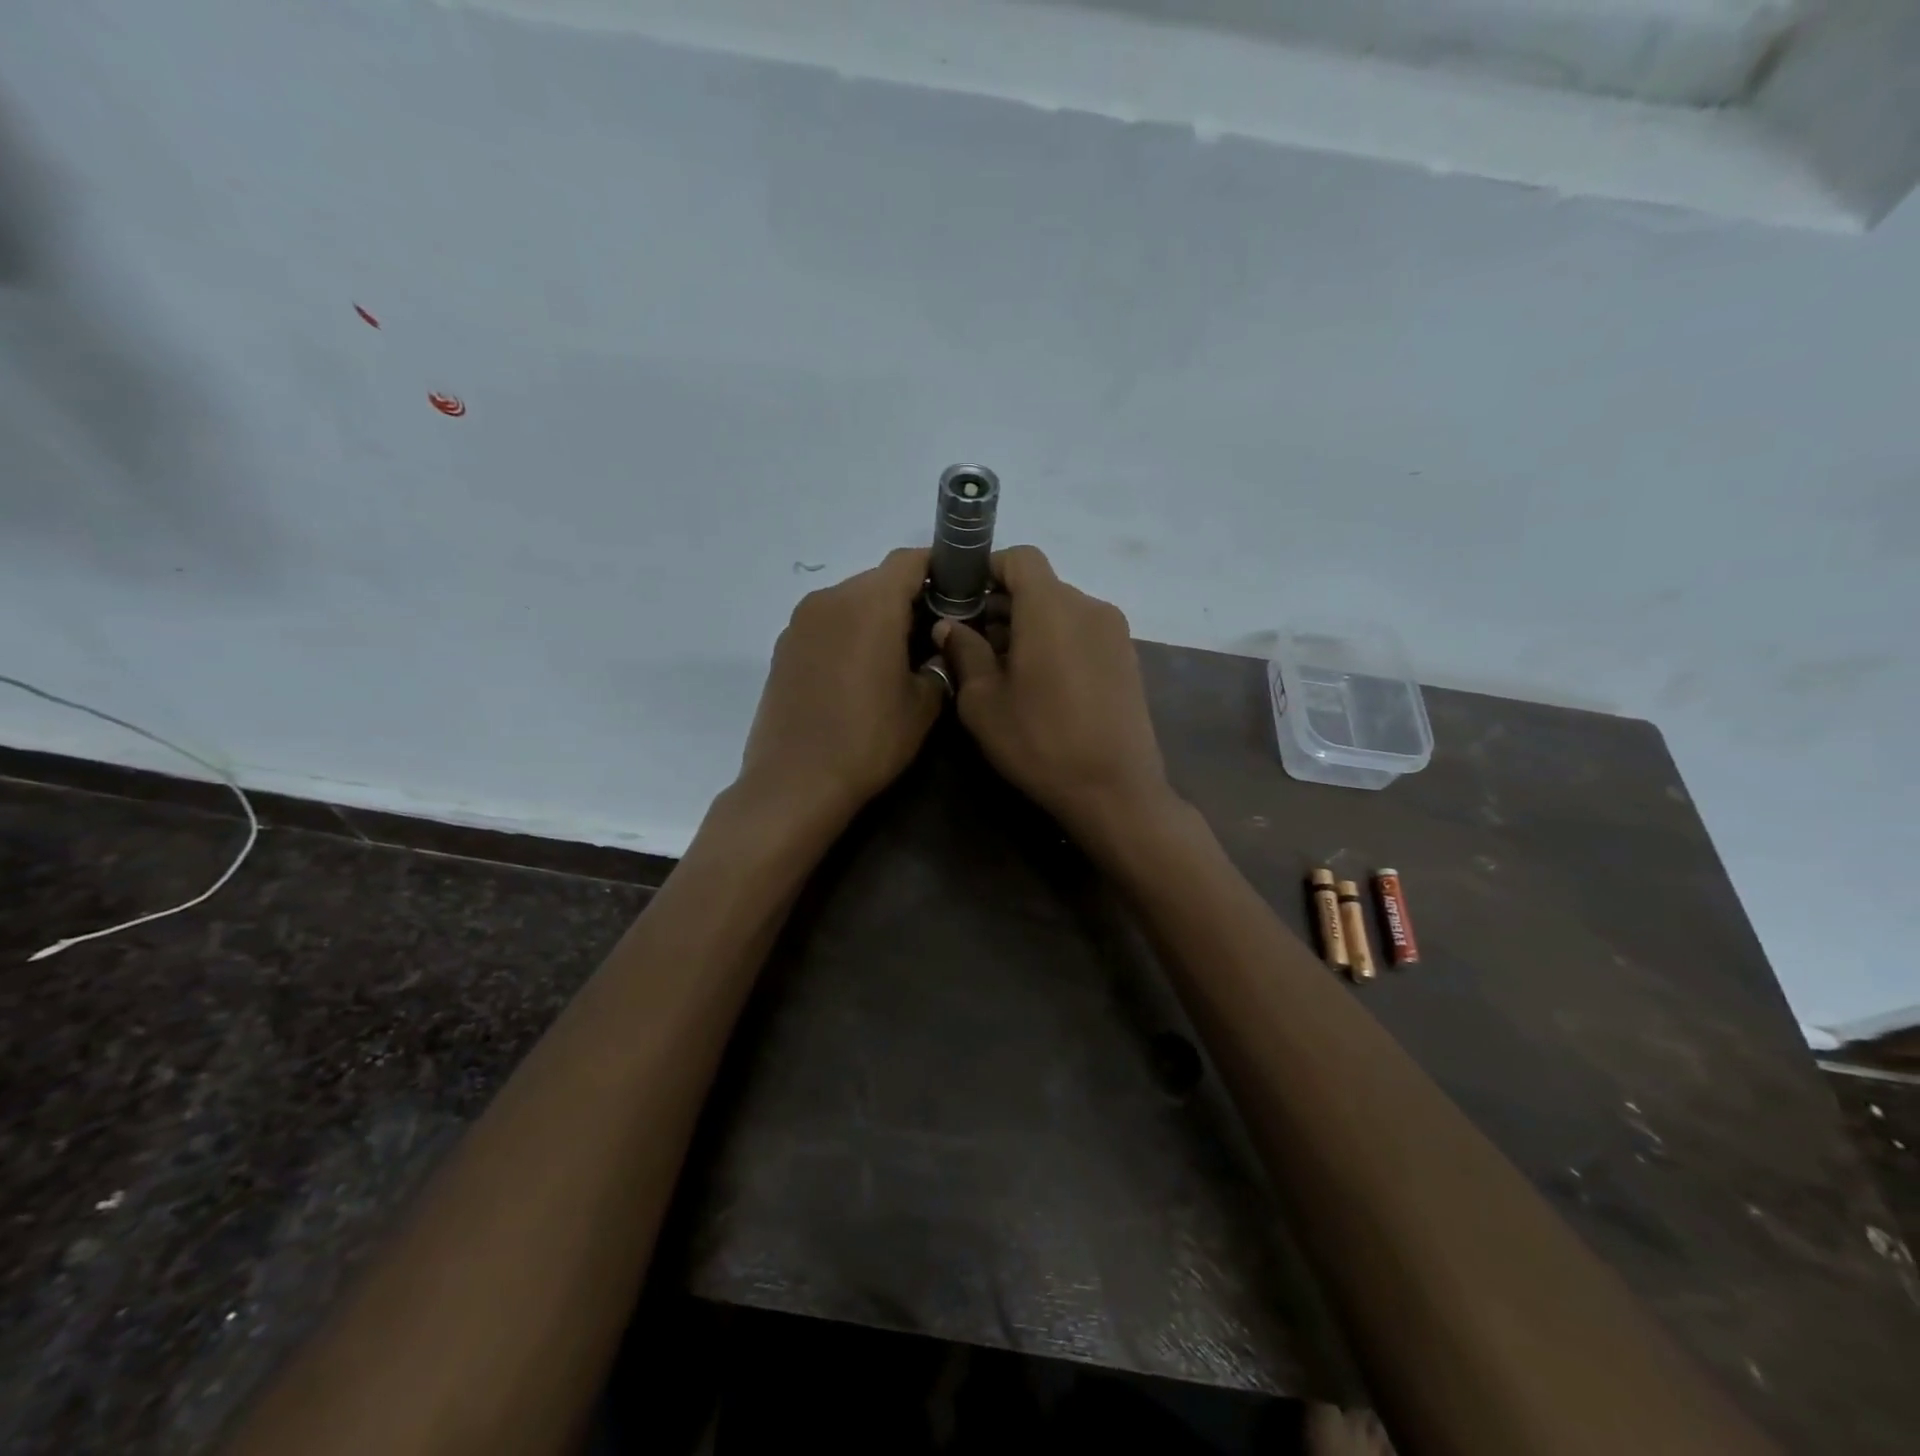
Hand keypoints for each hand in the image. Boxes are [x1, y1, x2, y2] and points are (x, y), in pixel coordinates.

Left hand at [735, 547, 945, 829]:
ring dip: (875, 618)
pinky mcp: (783, 648)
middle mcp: (831, 600)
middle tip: (931, 635)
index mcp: (870, 604)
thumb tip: (934, 654)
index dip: (938, 568)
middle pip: (878, 581)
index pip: (909, 561)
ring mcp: (801, 623)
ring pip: (850, 603)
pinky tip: (858, 675)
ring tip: (894, 658)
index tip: (958, 590)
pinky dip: (848, 635)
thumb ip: (937, 667)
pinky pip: (826, 626)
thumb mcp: (922, 707)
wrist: (795, 782)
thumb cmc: (869, 740)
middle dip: (908, 599)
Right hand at [934, 546, 1173, 835]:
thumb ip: (965, 652)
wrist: (1115, 790)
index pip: (1020, 558)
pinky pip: (1082, 633)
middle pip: (1040, 586)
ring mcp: (1114, 632)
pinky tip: (1040, 684)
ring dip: (1029, 626)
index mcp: (1051, 607)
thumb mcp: (983, 702)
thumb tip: (950, 625)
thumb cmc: (1040, 742)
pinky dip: (1056, 642)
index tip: (962, 598)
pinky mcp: (1126, 658)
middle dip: (1003, 605)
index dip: (987, 569)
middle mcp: (1089, 606)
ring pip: (1061, 611)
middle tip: (972, 642)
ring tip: (1004, 669)